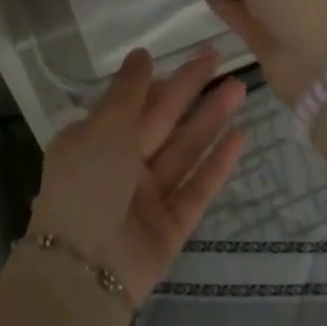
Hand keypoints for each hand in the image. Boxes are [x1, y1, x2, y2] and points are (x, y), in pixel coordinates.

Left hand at [27, 47, 245, 306]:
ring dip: (211, 118)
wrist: (86, 271)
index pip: (133, 102)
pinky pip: (197, 187)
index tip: (187, 57)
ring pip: (185, 149)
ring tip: (240, 88)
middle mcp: (122, 165)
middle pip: (164, 120)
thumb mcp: (102, 128)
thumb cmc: (87, 185)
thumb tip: (141, 54)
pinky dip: (218, 163)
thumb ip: (127, 91)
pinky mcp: (172, 224)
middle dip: (191, 89)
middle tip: (221, 57)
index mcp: (96, 141)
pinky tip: (240, 136)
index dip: (160, 79)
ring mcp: (149, 196)